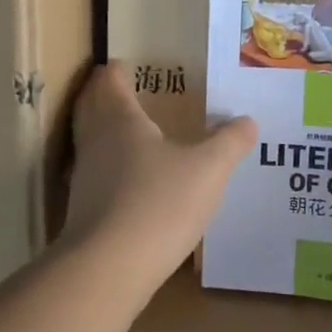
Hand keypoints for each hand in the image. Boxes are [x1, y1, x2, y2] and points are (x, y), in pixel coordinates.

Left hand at [58, 63, 256, 292]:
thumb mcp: (209, 169)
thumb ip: (229, 142)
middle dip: (103, 95)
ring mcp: (84, 178)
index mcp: (121, 120)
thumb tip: (248, 121)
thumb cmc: (160, 203)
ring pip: (90, 141)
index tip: (127, 64)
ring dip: (104, 131)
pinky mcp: (83, 210)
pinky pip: (95, 175)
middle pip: (90, 106)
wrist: (109, 267)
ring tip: (130, 133)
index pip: (111, 81)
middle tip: (123, 90)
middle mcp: (95, 142)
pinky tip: (129, 182)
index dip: (118, 70)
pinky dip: (108, 168)